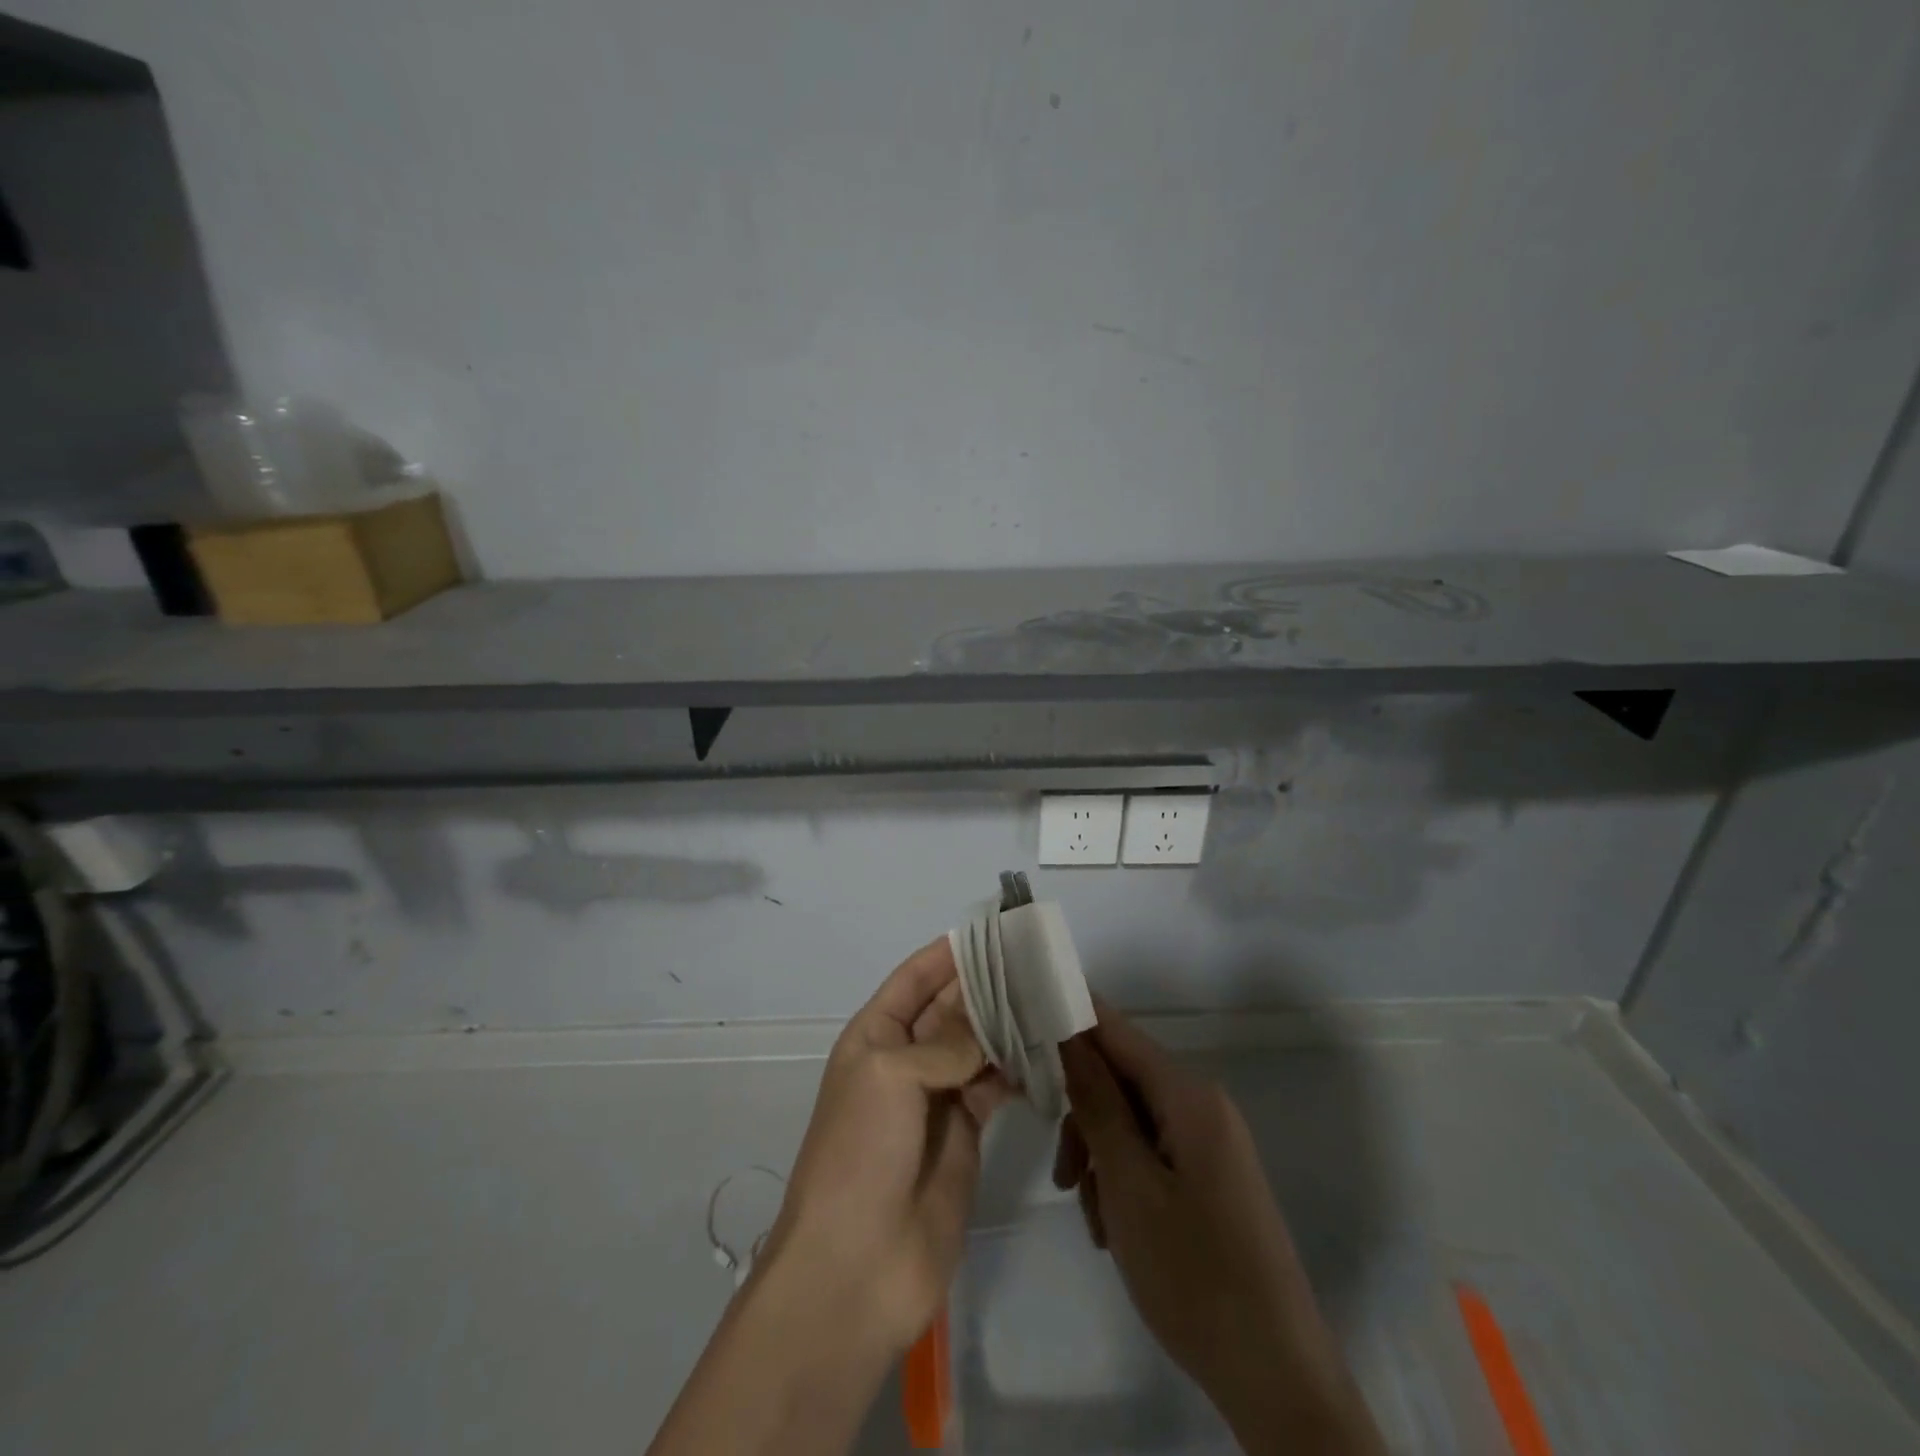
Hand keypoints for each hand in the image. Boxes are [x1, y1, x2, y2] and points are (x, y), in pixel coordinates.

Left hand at [763, 937, 1009, 1357]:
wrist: (857, 1266)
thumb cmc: (861, 1153)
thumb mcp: (892, 1078)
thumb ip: (945, 1044)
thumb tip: (986, 1027)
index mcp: (875, 1036)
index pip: (915, 978)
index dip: (948, 953)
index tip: (993, 929)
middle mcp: (906, 1059)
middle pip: (950, 1007)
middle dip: (986, 983)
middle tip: (1037, 959)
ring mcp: (937, 1097)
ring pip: (977, 1044)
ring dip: (1007, 1022)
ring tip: (1049, 997)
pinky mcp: (966, 1134)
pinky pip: (994, 1086)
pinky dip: (1016, 1068)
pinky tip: (1045, 1051)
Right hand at [1054, 1005, 1384, 1455]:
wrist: (1277, 1377)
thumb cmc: (1195, 1273)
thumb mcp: (1129, 1184)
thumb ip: (1096, 1103)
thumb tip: (1068, 1036)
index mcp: (1189, 1095)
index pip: (1115, 1029)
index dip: (1068, 1021)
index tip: (1021, 1033)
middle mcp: (1201, 1105)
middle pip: (1119, 1079)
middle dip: (1082, 1117)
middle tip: (1061, 1176)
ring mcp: (1207, 1142)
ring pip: (1129, 1121)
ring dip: (1098, 1157)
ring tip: (1092, 1218)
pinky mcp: (1207, 1176)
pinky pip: (1149, 1153)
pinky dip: (1121, 1180)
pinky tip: (1112, 1229)